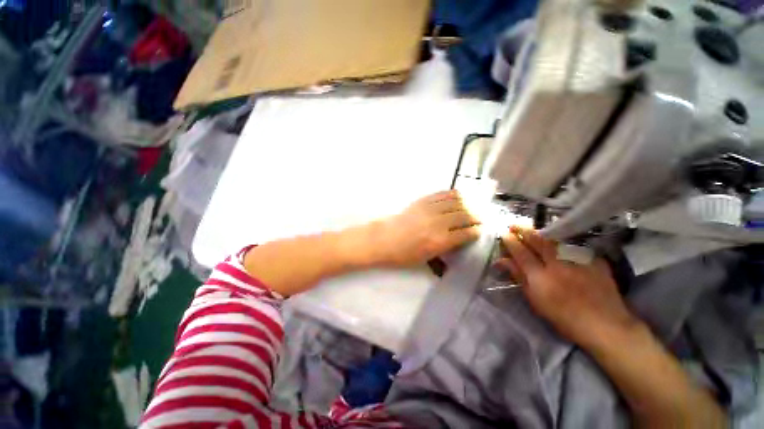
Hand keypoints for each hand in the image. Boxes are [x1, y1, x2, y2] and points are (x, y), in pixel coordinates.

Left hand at [373, 190, 480, 266]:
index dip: (476, 231)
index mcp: (440, 241)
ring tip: (471, 208)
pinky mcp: (422, 201)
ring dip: (467, 205)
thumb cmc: (403, 254)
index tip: (480, 230)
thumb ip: (446, 247)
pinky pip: (442, 194)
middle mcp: (438, 223)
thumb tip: (460, 238)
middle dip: (475, 217)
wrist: (384, 239)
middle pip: (464, 216)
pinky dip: (453, 194)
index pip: (466, 233)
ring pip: (456, 202)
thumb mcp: (427, 258)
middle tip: (480, 218)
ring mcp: (430, 209)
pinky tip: (458, 196)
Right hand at [499, 226, 638, 347]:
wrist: (606, 325)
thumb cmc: (564, 318)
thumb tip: (502, 261)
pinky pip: (575, 247)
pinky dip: (564, 244)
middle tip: (514, 224)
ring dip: (541, 234)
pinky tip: (561, 245)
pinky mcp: (594, 261)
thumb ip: (519, 277)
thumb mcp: (535, 300)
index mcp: (541, 278)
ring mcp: (578, 262)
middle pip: (538, 241)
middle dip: (524, 230)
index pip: (521, 253)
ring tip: (533, 231)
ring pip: (556, 241)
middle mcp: (558, 265)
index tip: (504, 234)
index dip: (511, 241)